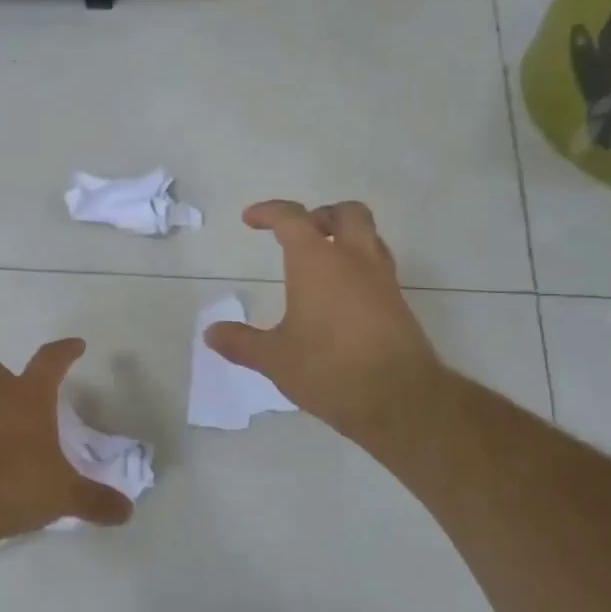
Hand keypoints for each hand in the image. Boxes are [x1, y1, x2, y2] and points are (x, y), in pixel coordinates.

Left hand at [0, 338, 134, 540]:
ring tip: (4, 440)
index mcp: (26, 399)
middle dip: (3, 374)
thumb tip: (126, 511)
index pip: (49, 362)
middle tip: (18, 393)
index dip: (64, 352)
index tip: (76, 346)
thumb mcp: (63, 495)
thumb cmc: (14, 483)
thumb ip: (94, 500)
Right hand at [205, 200, 449, 449]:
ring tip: (322, 262)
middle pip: (346, 213)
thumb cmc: (328, 369)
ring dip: (345, 238)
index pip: (292, 218)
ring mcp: (382, 280)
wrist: (399, 399)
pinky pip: (378, 267)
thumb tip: (211, 333)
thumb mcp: (275, 358)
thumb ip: (241, 342)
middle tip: (300, 233)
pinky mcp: (399, 304)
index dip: (269, 212)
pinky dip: (358, 267)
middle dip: (321, 215)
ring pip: (369, 237)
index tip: (251, 219)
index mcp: (317, 262)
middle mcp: (354, 260)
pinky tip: (342, 297)